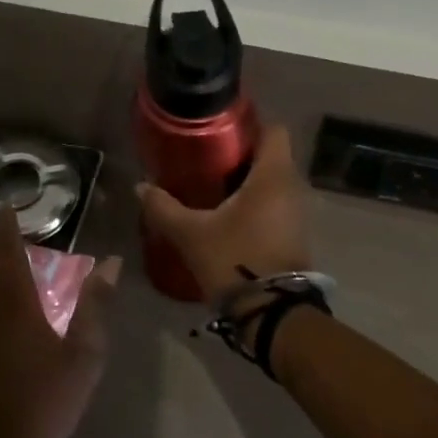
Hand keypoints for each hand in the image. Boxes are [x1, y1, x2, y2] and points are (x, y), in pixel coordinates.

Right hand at [136, 124, 313, 303]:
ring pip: (272, 181)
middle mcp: (291, 188)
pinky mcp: (293, 234)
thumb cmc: (235, 260)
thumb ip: (164, 207)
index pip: (273, 130)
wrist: (272, 314)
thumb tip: (141, 187)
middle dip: (240, 153)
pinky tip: (225, 213)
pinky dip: (254, 202)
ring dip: (246, 180)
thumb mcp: (191, 234)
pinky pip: (274, 204)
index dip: (249, 123)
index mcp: (272, 176)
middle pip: (270, 155)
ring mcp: (296, 213)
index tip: (220, 128)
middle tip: (205, 157)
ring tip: (211, 184)